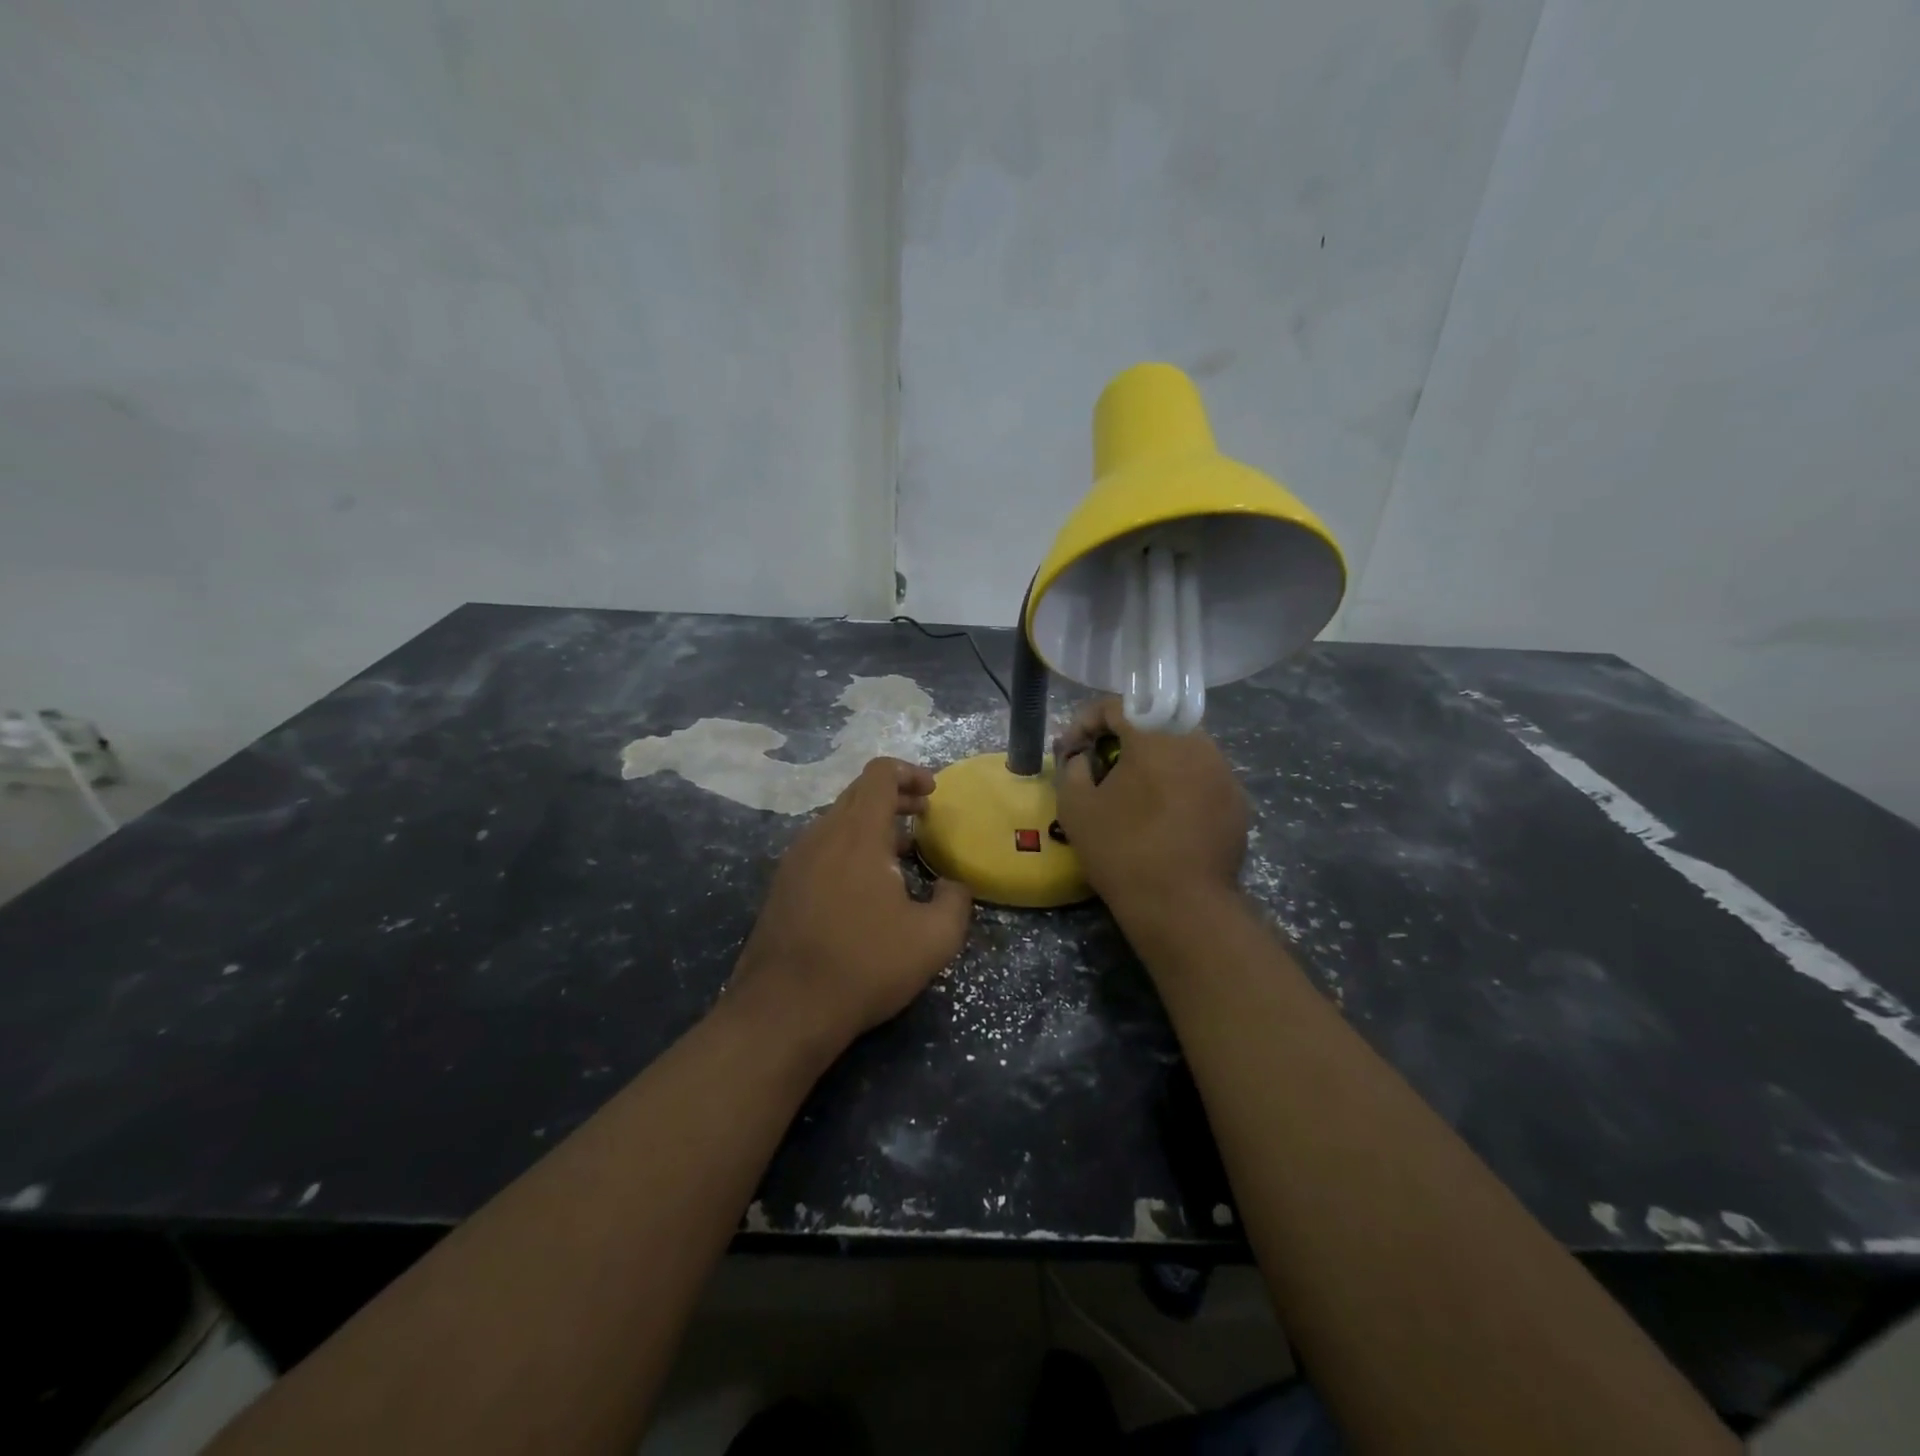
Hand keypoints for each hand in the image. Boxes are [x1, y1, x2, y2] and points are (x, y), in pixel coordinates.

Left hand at [727, 758, 972, 1054]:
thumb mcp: (934, 939)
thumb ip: (955, 901)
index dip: (910, 773)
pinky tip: (865, 886)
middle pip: (858, 793)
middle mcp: (821, 835)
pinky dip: (849, 847)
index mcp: (857, 833)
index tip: (933, 794)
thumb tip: (951, 885)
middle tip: (923, 817)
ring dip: (871, 825)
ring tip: (899, 854)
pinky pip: (821, 848)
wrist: (783, 1010)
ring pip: (837, 821)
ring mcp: (795, 860)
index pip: (880, 774)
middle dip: (895, 797)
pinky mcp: (781, 886)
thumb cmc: (864, 965)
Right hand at [1055, 697, 1248, 911]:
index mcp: (1156, 737)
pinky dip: (1178, 784)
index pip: (1118, 706)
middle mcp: (1197, 743)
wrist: (1182, 906)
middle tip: (1100, 766)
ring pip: (1180, 749)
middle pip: (1153, 724)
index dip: (1086, 721)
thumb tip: (1081, 757)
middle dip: (1121, 739)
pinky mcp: (1237, 801)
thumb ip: (1072, 768)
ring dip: (1152, 760)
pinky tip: (1164, 816)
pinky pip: (1201, 777)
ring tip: (1132, 792)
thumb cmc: (1122, 850)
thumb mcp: (1076, 807)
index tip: (1071, 750)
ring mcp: (1223, 772)